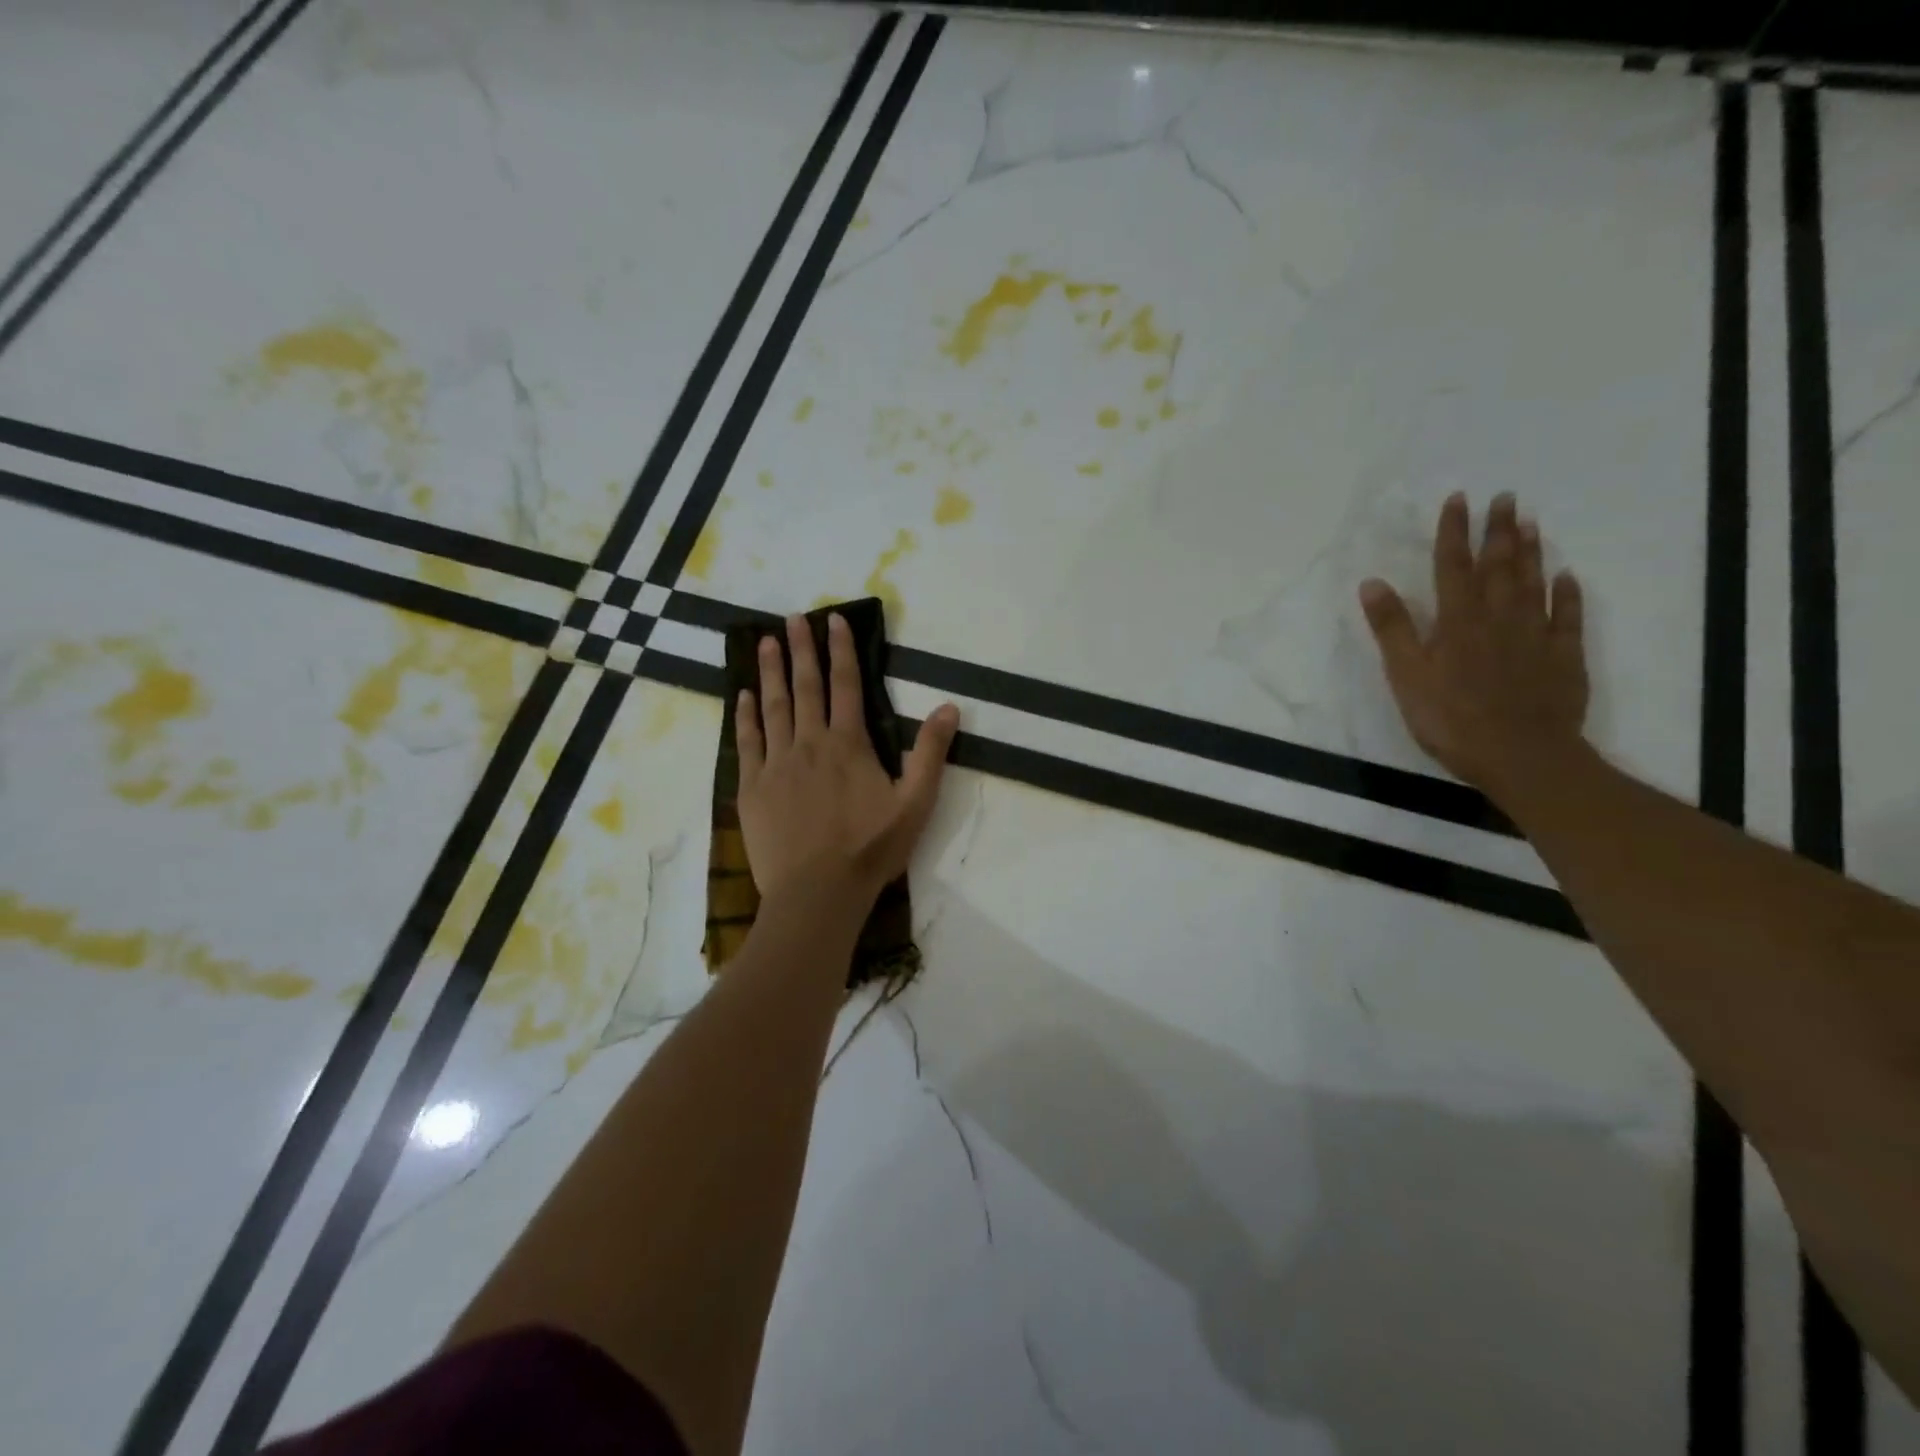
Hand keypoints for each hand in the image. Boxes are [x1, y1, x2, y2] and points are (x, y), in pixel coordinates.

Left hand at [736, 613, 959, 901]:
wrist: (817, 893)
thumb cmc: (870, 850)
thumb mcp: (915, 803)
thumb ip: (931, 753)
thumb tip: (949, 707)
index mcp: (848, 744)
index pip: (846, 685)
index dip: (841, 650)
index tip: (833, 620)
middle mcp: (809, 743)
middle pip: (805, 687)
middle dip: (801, 649)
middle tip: (792, 618)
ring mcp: (776, 764)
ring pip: (773, 707)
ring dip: (770, 672)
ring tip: (765, 642)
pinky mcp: (752, 788)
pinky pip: (747, 742)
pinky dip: (745, 716)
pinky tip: (743, 696)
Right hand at [1358, 492, 1588, 799]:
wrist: (1521, 755)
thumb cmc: (1451, 719)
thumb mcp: (1406, 676)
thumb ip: (1392, 628)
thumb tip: (1373, 583)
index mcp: (1457, 622)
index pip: (1452, 567)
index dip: (1454, 532)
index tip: (1459, 499)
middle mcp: (1498, 618)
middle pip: (1498, 567)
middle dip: (1498, 531)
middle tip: (1505, 498)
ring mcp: (1535, 636)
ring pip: (1533, 584)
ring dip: (1530, 552)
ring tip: (1530, 523)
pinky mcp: (1563, 657)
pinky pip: (1566, 617)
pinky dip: (1567, 594)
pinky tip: (1566, 578)